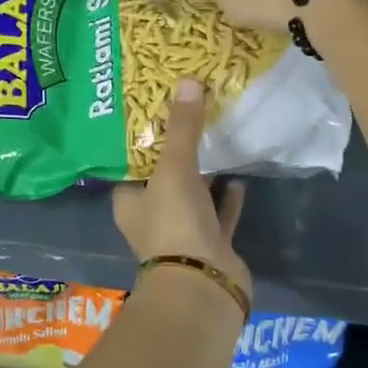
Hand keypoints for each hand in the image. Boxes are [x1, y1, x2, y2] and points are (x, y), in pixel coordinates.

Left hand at [112, 78, 251, 296]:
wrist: (204, 286)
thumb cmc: (174, 224)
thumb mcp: (174, 169)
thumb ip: (182, 129)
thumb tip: (187, 82)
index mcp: (130, 201)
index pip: (130, 164)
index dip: (141, 139)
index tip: (157, 110)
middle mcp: (152, 217)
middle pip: (163, 177)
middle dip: (176, 152)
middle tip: (191, 116)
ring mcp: (183, 233)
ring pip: (192, 196)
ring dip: (203, 174)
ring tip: (216, 139)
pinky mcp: (212, 245)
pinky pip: (218, 215)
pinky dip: (227, 198)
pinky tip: (238, 177)